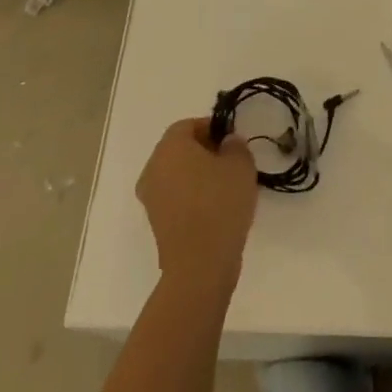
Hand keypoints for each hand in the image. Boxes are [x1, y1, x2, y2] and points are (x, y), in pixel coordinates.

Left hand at [136, 118, 259, 289]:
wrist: (200, 266)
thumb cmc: (220, 203)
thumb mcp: (240, 164)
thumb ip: (235, 145)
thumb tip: (227, 142)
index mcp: (169, 146)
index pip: (189, 125)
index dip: (212, 128)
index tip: (232, 141)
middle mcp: (153, 168)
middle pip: (180, 150)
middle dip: (205, 151)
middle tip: (231, 162)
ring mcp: (151, 199)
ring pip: (177, 175)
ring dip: (199, 176)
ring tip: (227, 188)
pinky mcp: (156, 224)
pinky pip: (176, 199)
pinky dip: (193, 198)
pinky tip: (216, 211)